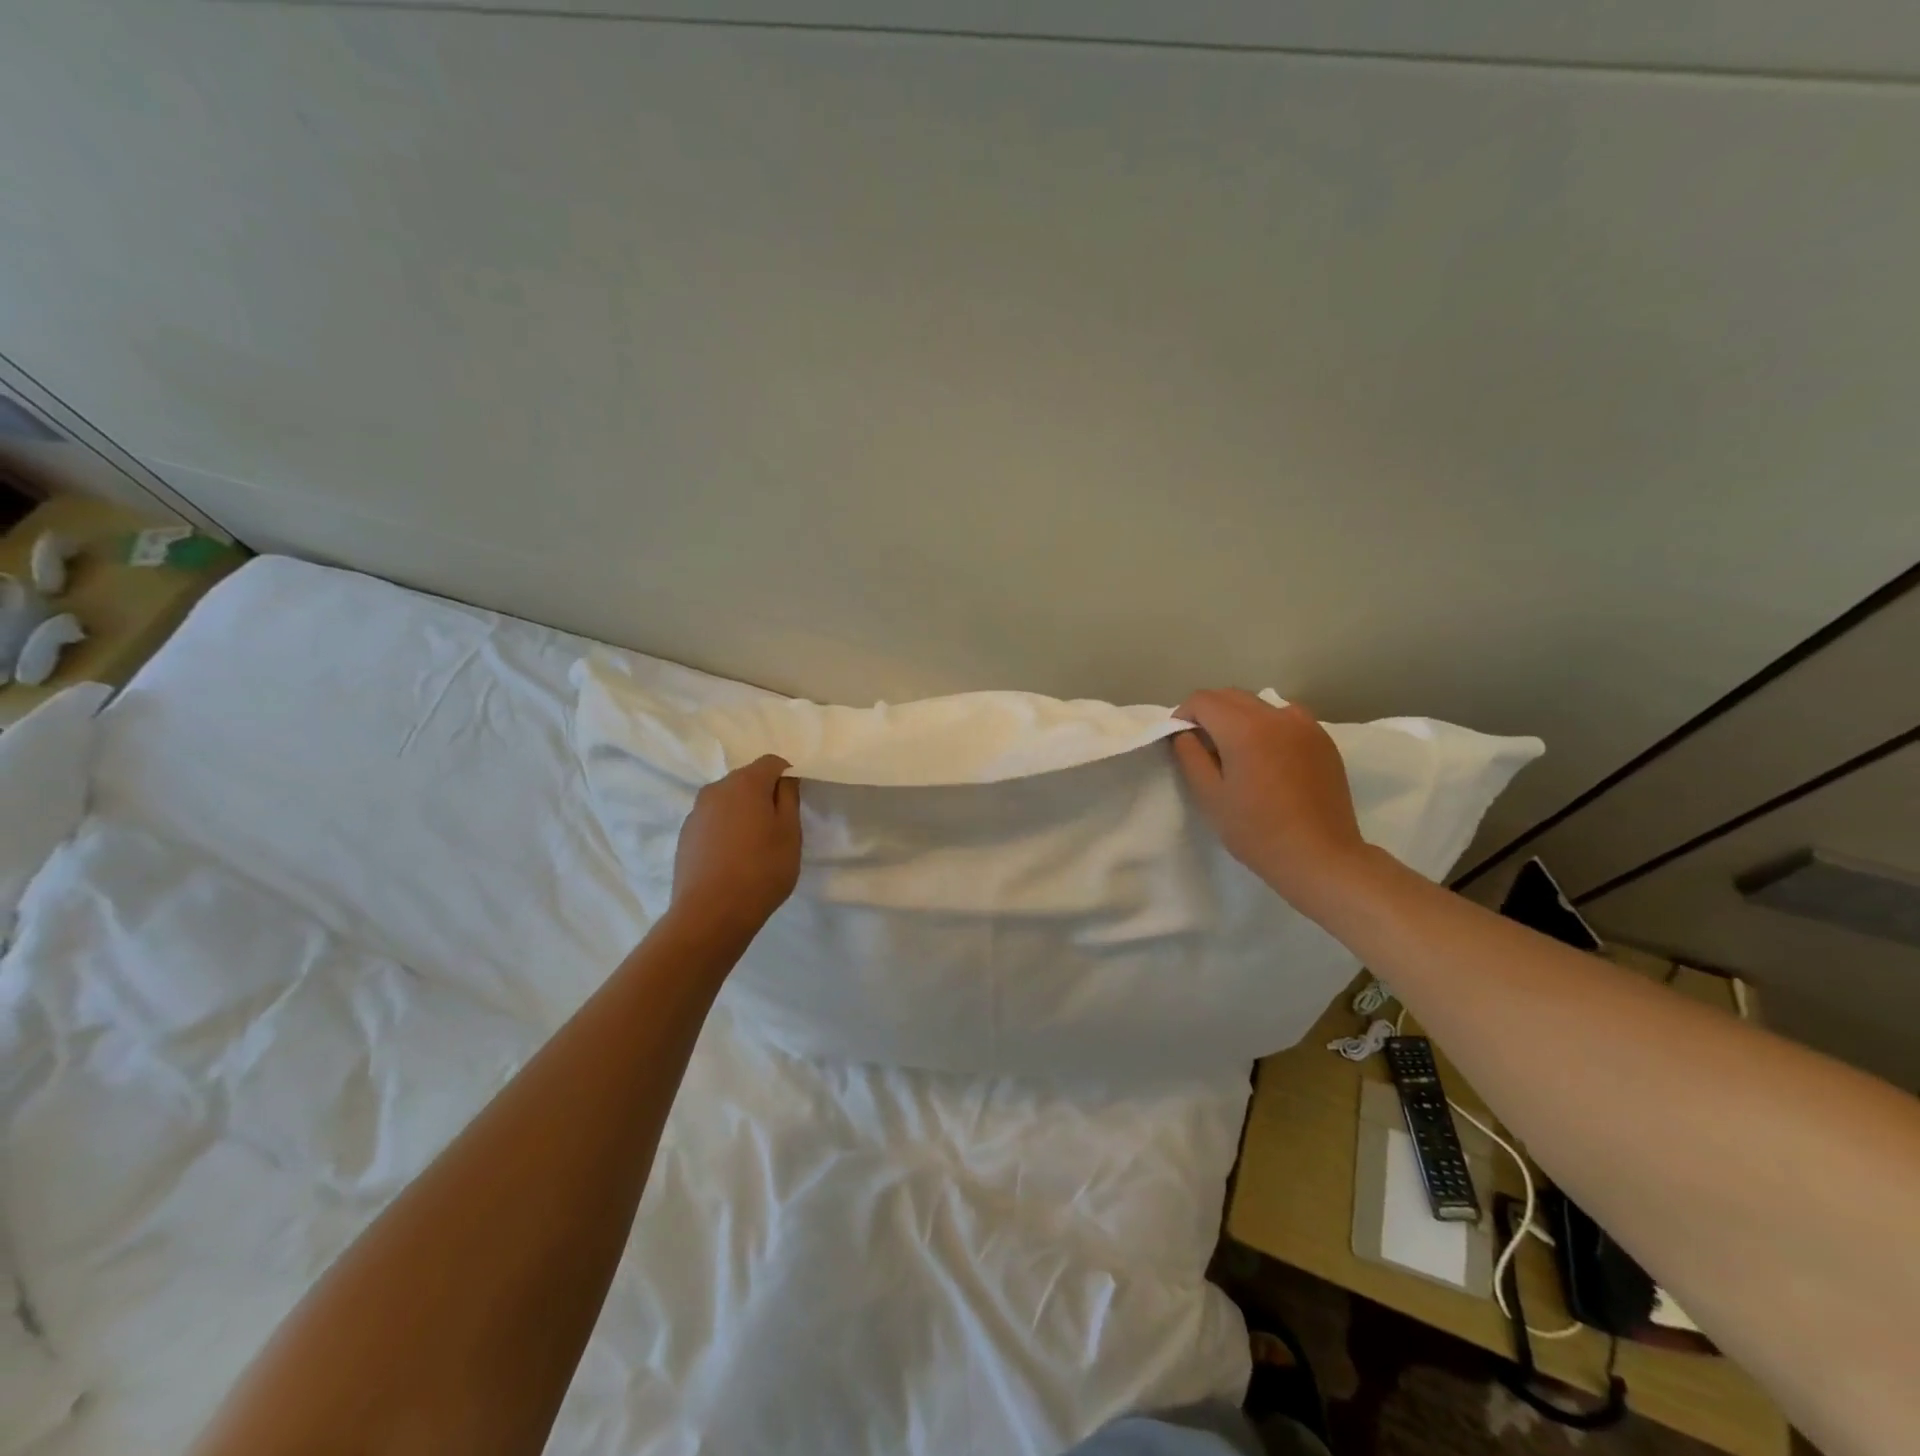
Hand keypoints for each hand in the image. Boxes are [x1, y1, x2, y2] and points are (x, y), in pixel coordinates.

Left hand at [669, 755, 801, 946]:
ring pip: (728, 802)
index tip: (795, 803)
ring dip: (743, 813)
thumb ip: (789, 798)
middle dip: (764, 795)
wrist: (710, 914)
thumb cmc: (761, 870)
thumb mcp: (790, 833)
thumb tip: (784, 779)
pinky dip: (725, 830)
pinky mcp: (685, 836)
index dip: (788, 776)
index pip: (772, 762)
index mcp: (745, 783)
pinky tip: (733, 860)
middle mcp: (716, 789)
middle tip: (778, 827)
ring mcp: (696, 813)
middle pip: (747, 780)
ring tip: (754, 847)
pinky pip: (713, 822)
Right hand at [1171, 688, 1370, 912]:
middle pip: (1231, 695)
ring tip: (1237, 750)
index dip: (1183, 715)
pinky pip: (1286, 718)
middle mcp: (1276, 716)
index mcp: (1244, 728)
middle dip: (1209, 712)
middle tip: (1202, 745)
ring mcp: (1305, 725)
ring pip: (1259, 704)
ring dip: (1239, 716)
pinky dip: (1267, 725)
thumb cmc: (1257, 831)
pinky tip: (1268, 756)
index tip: (1180, 739)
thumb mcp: (1210, 796)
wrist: (1320, 856)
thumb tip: (1184, 732)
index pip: (1202, 700)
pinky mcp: (1323, 739)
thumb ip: (1190, 755)